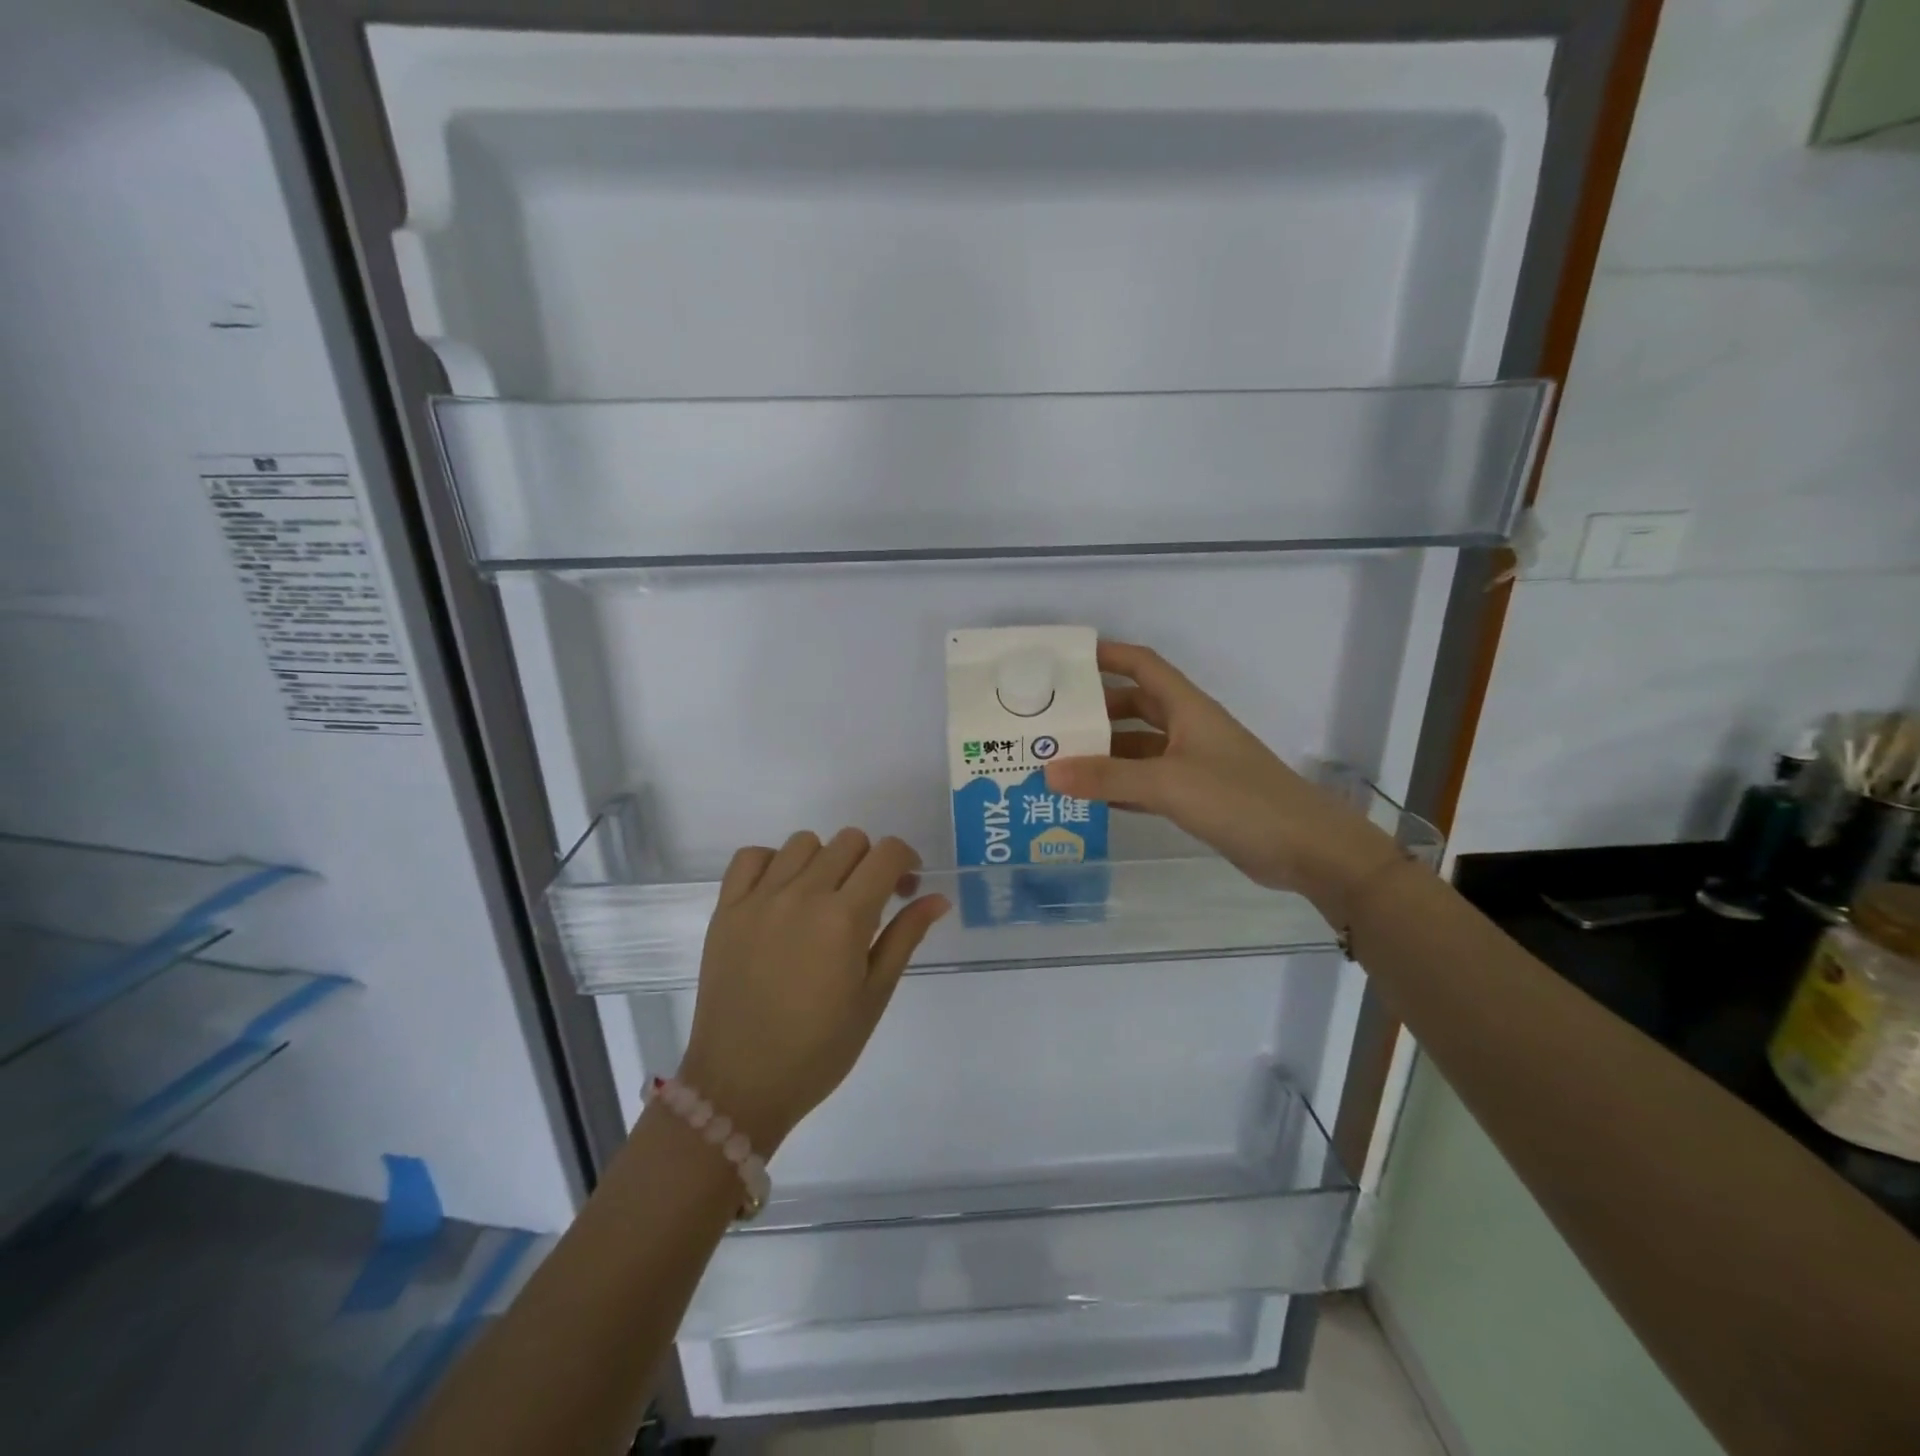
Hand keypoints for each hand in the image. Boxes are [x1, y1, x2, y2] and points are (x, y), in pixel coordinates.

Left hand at [678, 830, 948, 1152]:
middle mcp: (802, 895)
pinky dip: (773, 863)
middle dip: (869, 862)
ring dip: (824, 860)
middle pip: (849, 840)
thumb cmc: (819, 1049)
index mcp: (844, 918)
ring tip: (823, 898)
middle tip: (870, 899)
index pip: (886, 853)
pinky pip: (752, 857)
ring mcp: (759, 899)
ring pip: (803, 842)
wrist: (740, 1083)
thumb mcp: (874, 996)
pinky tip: (781, 893)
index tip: (906, 886)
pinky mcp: (726, 909)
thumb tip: (938, 898)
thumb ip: (905, 937)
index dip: (905, 860)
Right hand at [1043, 641, 1400, 916]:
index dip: (1108, 656)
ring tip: (1058, 760)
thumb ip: (1108, 777)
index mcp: (1187, 708)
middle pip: (1135, 707)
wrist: (1305, 848)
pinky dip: (1120, 786)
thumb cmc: (1239, 799)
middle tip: (1051, 720)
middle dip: (1095, 710)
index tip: (1065, 660)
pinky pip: (1148, 782)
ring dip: (1104, 752)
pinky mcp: (1197, 796)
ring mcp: (1193, 764)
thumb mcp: (1168, 783)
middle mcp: (1188, 729)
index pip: (1142, 666)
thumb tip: (1048, 771)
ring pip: (1138, 747)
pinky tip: (1090, 798)